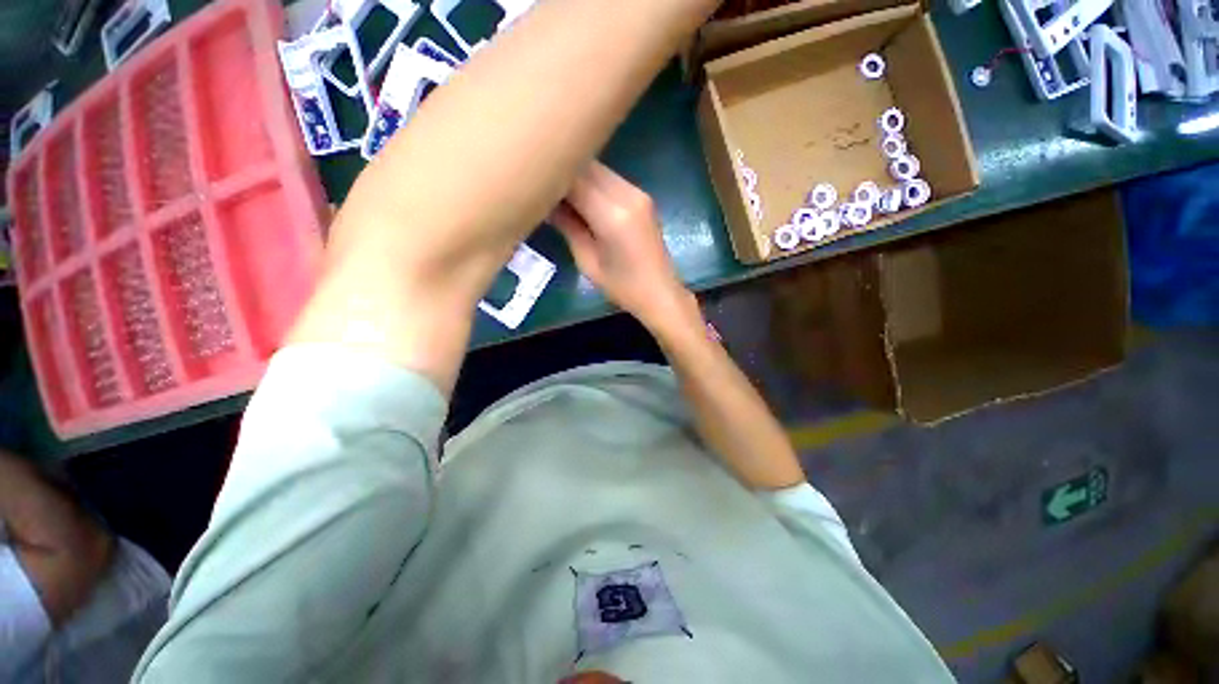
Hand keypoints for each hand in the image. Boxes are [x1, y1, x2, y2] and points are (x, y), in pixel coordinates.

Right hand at [550, 162, 692, 329]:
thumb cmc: (622, 287)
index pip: (575, 179)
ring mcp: (639, 194)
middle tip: (542, 188)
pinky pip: (611, 180)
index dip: (551, 178)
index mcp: (613, 215)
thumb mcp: (587, 262)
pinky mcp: (643, 197)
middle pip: (588, 167)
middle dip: (563, 173)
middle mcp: (628, 195)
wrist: (660, 293)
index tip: (532, 183)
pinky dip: (593, 183)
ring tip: (560, 194)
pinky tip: (582, 199)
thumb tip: (545, 204)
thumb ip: (568, 226)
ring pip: (600, 170)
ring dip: (578, 177)